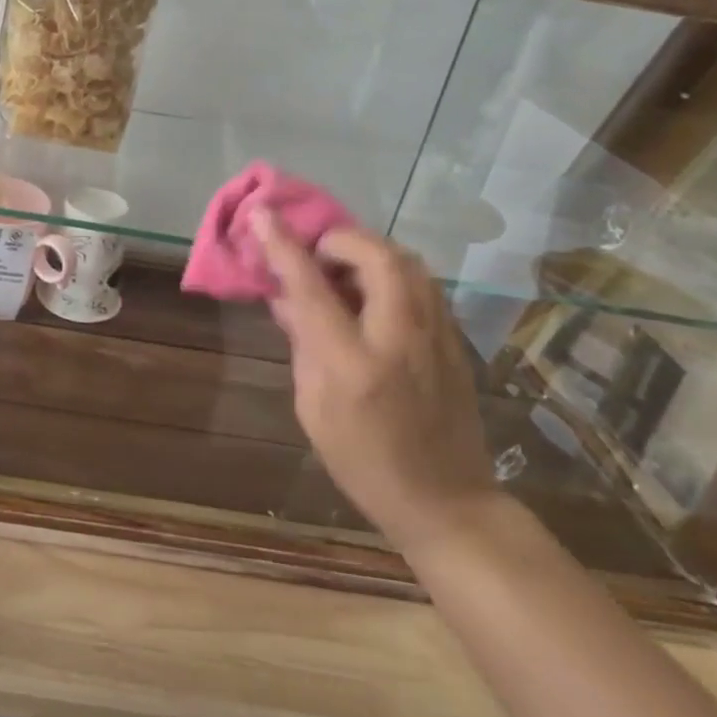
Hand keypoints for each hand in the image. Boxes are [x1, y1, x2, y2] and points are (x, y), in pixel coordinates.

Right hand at [252, 211, 498, 554]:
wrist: (446, 501)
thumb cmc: (362, 461)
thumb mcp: (312, 407)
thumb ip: (302, 342)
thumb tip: (285, 295)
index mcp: (351, 363)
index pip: (311, 287)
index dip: (283, 246)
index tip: (262, 215)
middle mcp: (398, 338)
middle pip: (375, 256)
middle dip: (338, 239)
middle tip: (315, 255)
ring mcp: (436, 336)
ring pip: (406, 261)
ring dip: (367, 251)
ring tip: (342, 269)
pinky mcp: (454, 338)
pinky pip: (421, 282)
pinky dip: (390, 270)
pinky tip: (373, 292)